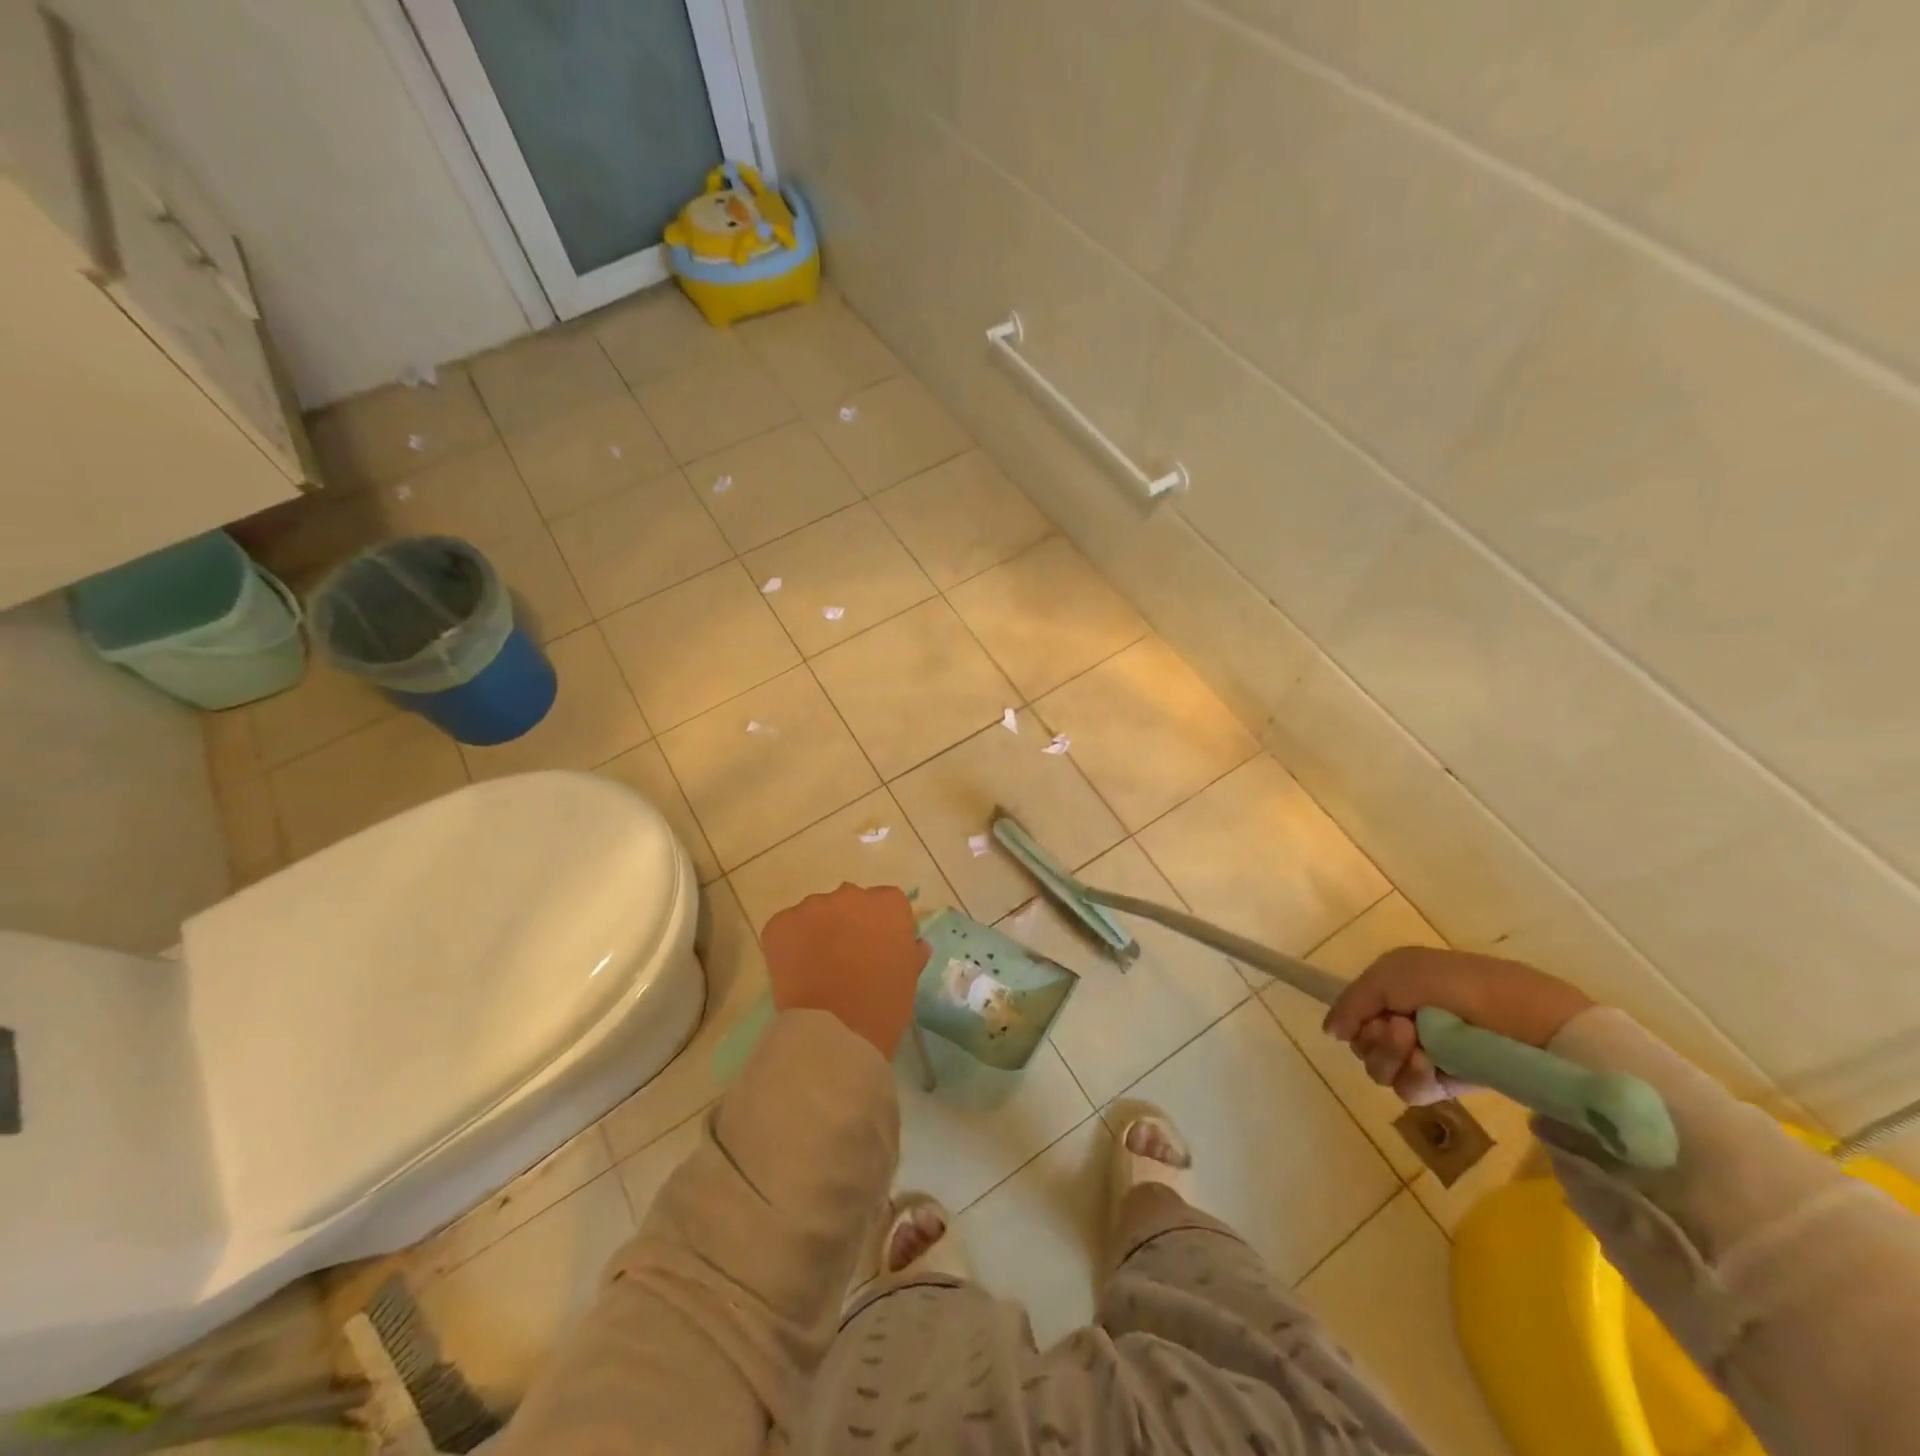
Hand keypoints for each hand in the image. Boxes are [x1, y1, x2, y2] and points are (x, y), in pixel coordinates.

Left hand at [762, 883, 929, 1056]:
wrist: (834, 1032)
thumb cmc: (882, 1006)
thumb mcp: (908, 978)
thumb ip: (911, 952)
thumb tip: (914, 944)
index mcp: (888, 904)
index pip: (888, 903)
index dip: (882, 926)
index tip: (879, 948)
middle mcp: (851, 894)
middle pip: (851, 902)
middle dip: (849, 923)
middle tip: (847, 957)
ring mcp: (812, 906)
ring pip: (817, 913)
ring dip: (818, 931)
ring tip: (817, 966)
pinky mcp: (781, 923)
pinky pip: (787, 927)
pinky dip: (790, 944)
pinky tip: (796, 970)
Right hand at [1323, 946, 1591, 1105]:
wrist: (1528, 1021)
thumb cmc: (1459, 985)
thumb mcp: (1393, 973)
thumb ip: (1353, 1000)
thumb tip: (1331, 1033)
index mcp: (1395, 990)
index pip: (1354, 1015)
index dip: (1355, 1019)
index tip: (1374, 1018)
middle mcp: (1405, 1021)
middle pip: (1362, 1045)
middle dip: (1375, 1040)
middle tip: (1403, 1030)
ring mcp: (1426, 1054)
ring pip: (1380, 1070)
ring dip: (1392, 1059)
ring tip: (1420, 1049)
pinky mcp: (1448, 1083)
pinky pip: (1410, 1091)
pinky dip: (1413, 1079)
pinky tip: (1430, 1069)